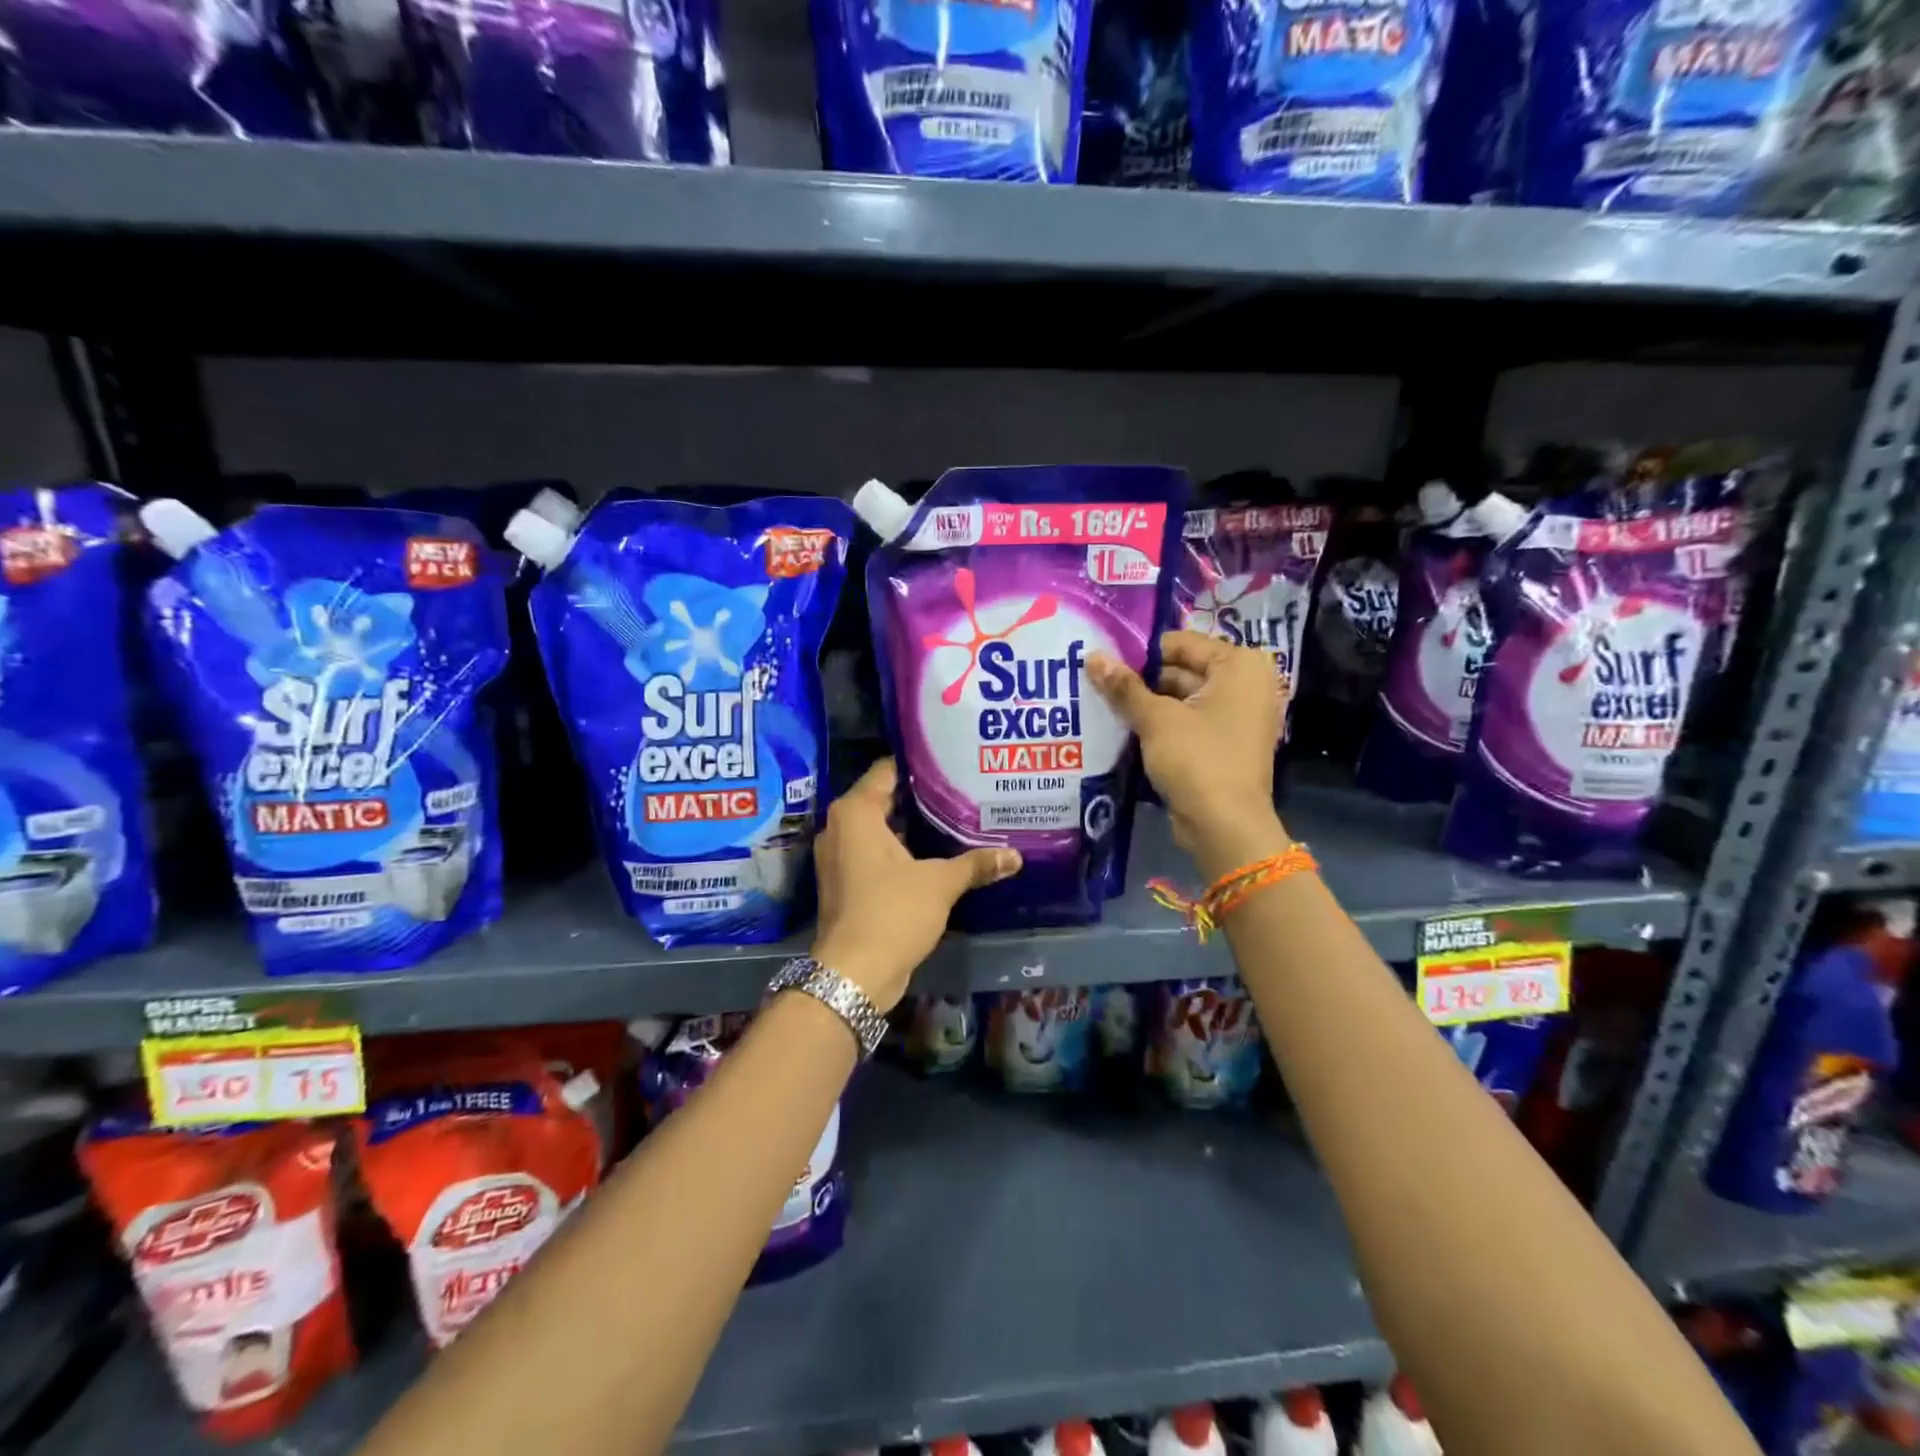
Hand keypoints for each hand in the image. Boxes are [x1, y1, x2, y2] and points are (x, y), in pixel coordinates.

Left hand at [810, 758, 1020, 1011]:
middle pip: (886, 798)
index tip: (953, 760)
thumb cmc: (892, 912)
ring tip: (956, 817)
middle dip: (922, 797)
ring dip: (913, 827)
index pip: (887, 770)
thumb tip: (1015, 855)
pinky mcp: (846, 883)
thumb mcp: (940, 883)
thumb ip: (976, 863)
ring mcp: (840, 857)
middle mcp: (840, 827)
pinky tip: (937, 853)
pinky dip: (902, 851)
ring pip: (882, 829)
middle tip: (963, 788)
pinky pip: (877, 853)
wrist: (854, 974)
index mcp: (855, 812)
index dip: (921, 764)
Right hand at [1087, 630, 1290, 877]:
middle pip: (1181, 670)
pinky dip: (1159, 724)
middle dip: (1140, 679)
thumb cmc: (1197, 759)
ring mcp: (1235, 717)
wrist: (1225, 826)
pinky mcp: (1222, 744)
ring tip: (1099, 701)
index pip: (1181, 643)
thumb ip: (1124, 687)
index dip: (1140, 651)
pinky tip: (1120, 726)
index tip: (1103, 658)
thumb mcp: (1156, 719)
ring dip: (1145, 703)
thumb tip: (1092, 656)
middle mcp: (1244, 685)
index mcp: (1239, 666)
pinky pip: (1186, 723)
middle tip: (1095, 680)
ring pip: (1180, 699)